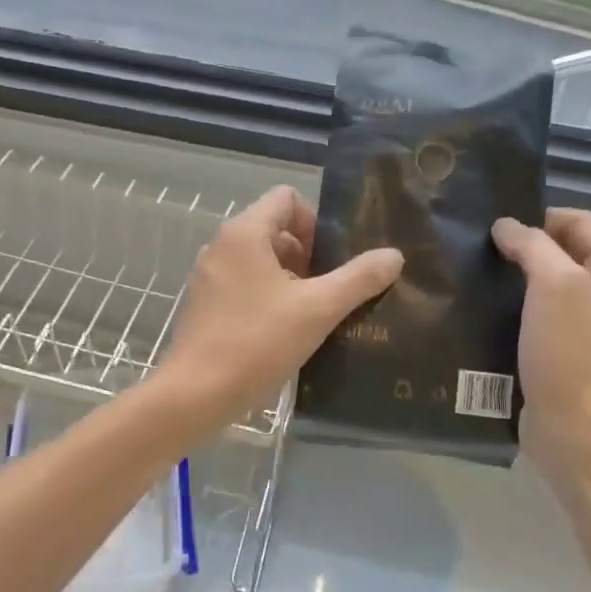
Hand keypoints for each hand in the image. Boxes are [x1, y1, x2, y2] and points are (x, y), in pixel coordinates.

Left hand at [160, 186, 402, 430]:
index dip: (314, 221)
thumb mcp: (318, 309)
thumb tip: (394, 255)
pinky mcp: (203, 303)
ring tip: (310, 312)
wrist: (197, 393)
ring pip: (258, 259)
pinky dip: (265, 295)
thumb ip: (359, 278)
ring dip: (288, 277)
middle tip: (326, 289)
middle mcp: (221, 245)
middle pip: (273, 228)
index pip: (286, 199)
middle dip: (305, 253)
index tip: (330, 259)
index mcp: (244, 233)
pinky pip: (242, 283)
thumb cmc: (258, 342)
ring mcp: (208, 275)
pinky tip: (282, 330)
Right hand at [492, 209, 590, 480]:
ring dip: (515, 280)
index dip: (538, 218)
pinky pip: (540, 317)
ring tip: (475, 278)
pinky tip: (484, 311)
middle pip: (564, 253)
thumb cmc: (572, 352)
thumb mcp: (555, 284)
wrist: (578, 431)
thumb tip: (506, 226)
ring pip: (548, 286)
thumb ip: (531, 245)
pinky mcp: (568, 353)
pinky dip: (515, 309)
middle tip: (478, 251)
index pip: (580, 222)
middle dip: (523, 248)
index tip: (494, 229)